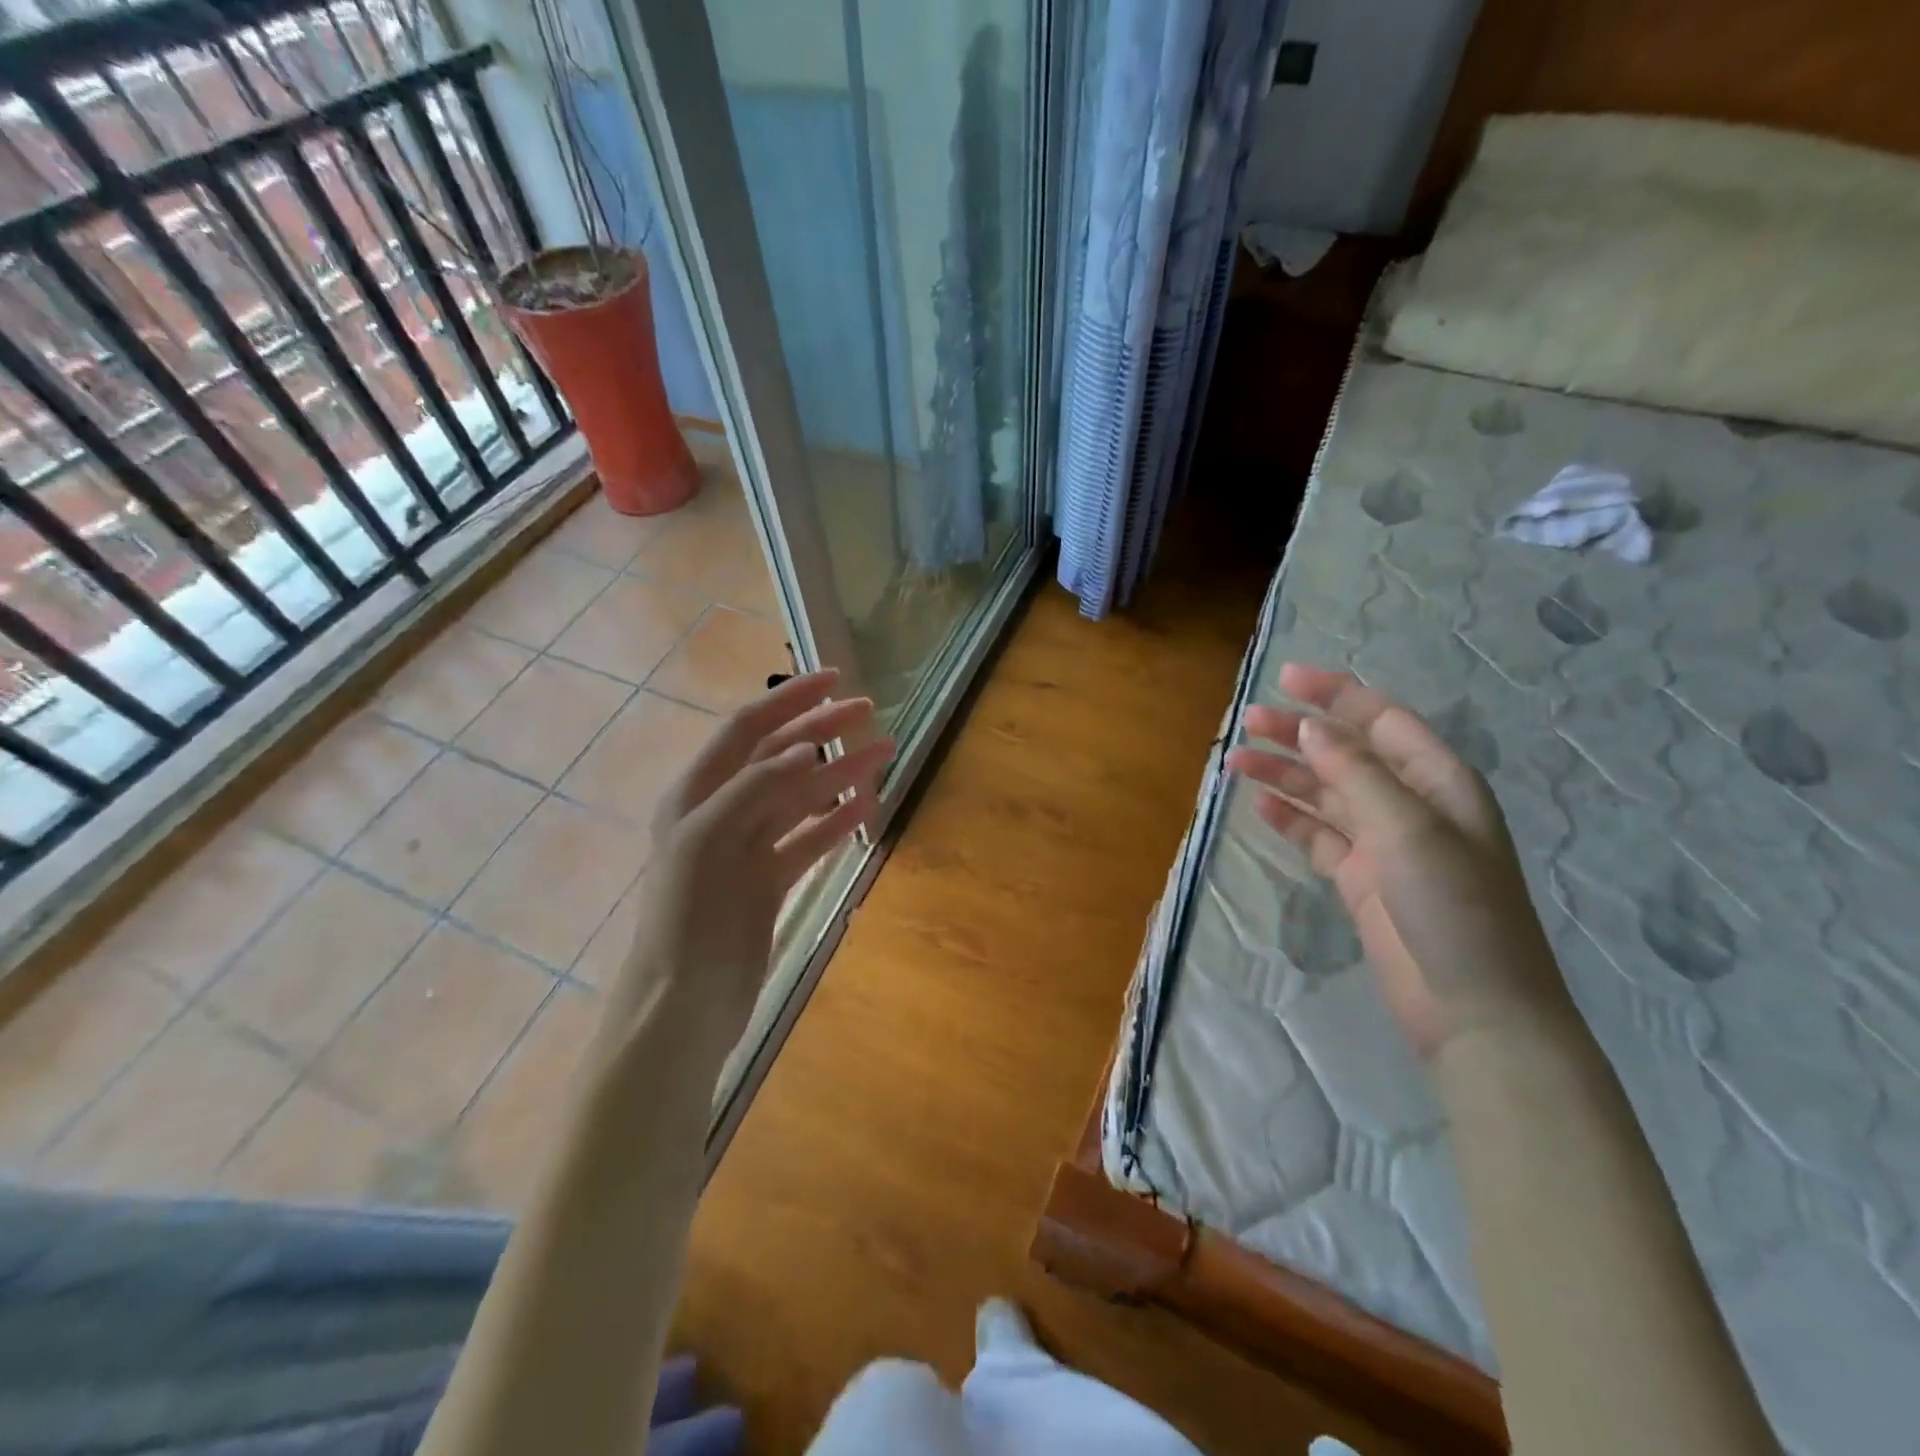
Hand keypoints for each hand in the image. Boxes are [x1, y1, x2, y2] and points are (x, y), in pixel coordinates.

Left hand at [616, 671, 892, 1047]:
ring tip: (885, 754)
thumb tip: (806, 748)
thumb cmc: (688, 916)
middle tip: (870, 711)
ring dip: (840, 773)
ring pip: (801, 797)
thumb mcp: (710, 840)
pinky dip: (836, 822)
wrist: (684, 1002)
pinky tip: (867, 807)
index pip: (747, 728)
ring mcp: (747, 846)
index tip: (833, 678)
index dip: (788, 699)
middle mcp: (721, 810)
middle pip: (779, 756)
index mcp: (697, 792)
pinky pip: (808, 839)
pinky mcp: (768, 880)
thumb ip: (756, 788)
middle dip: (823, 730)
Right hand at [1225, 664, 1573, 1058]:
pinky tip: (1260, 806)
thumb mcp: (1408, 829)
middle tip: (1246, 722)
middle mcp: (1410, 804)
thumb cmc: (1453, 907)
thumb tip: (1310, 726)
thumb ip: (1357, 774)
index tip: (1284, 679)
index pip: (1381, 720)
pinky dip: (1290, 819)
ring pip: (1325, 793)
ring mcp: (1383, 843)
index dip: (1335, 695)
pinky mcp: (1360, 878)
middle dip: (1297, 734)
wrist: (1473, 1009)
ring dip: (1284, 775)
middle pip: (1345, 754)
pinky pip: (1318, 835)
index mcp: (1437, 781)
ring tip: (1236, 762)